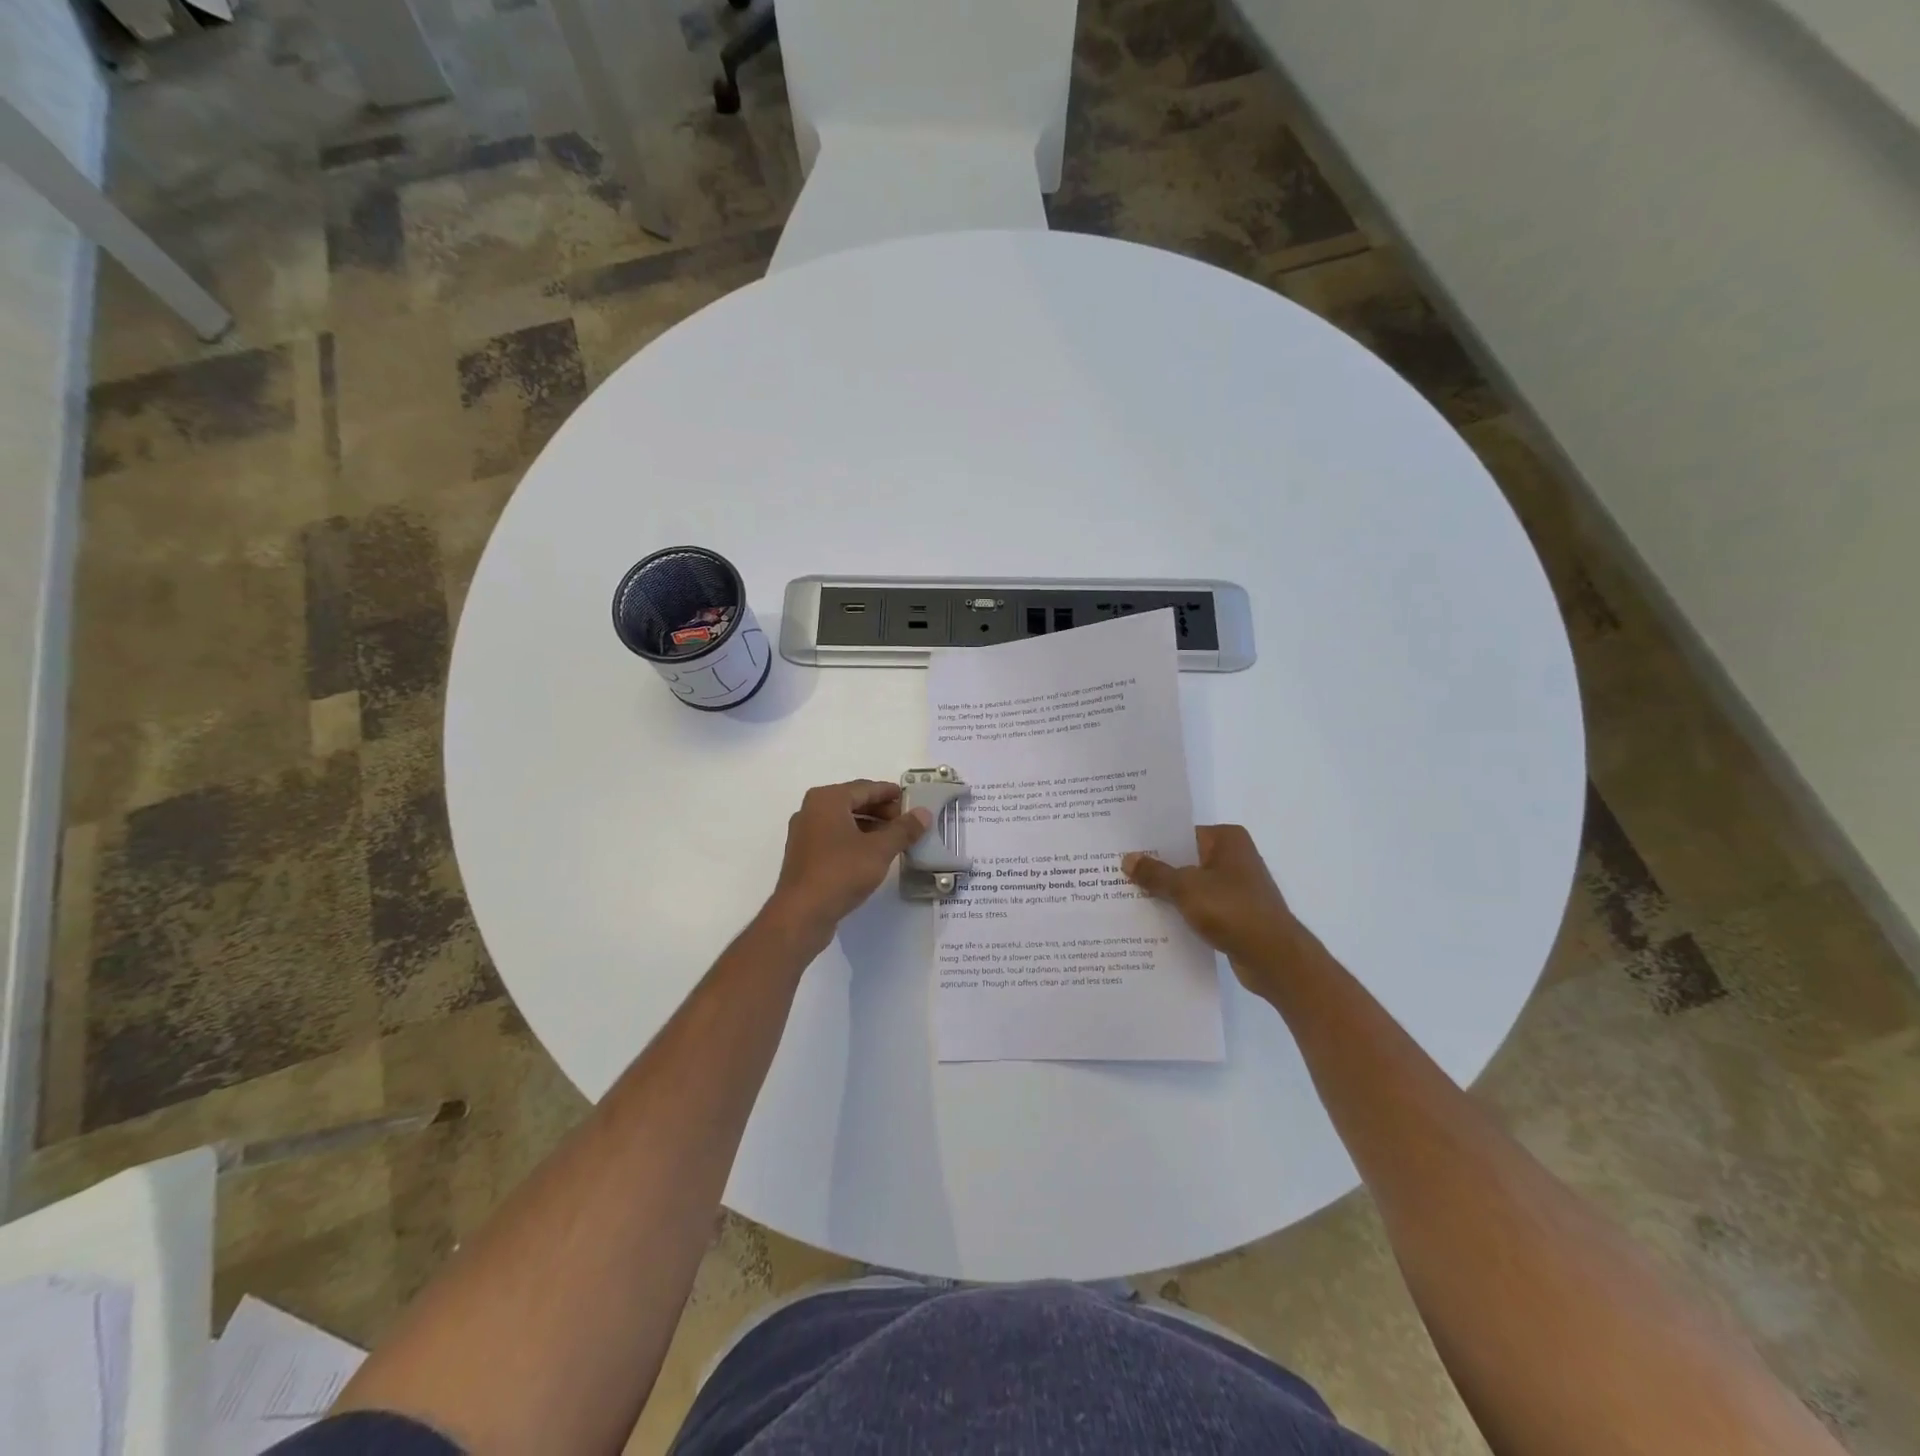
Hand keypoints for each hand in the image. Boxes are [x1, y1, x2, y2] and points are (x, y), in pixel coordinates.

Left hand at [765, 780, 931, 942]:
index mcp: (827, 799)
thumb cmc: (841, 872)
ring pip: (843, 822)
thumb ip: (903, 829)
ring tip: (894, 839)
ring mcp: (805, 834)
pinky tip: (872, 855)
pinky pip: (834, 838)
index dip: (890, 793)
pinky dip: (855, 840)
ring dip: (869, 827)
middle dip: (881, 811)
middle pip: (853, 802)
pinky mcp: (804, 856)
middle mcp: (811, 810)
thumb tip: (924, 813)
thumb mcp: (879, 850)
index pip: (865, 788)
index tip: (910, 800)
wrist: (801, 914)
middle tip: (906, 822)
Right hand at [1122, 825, 1313, 996]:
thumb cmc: (1232, 910)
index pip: (1180, 833)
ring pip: (1191, 884)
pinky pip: (1200, 906)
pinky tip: (1154, 920)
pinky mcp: (1235, 913)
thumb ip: (1155, 873)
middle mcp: (1234, 857)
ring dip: (1167, 893)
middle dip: (1155, 868)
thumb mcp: (1185, 888)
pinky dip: (1181, 911)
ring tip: (1129, 896)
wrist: (1274, 958)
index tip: (1123, 848)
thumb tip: (1128, 859)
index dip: (1152, 842)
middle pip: (1184, 858)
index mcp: (1227, 839)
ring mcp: (1236, 886)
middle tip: (1117, 872)